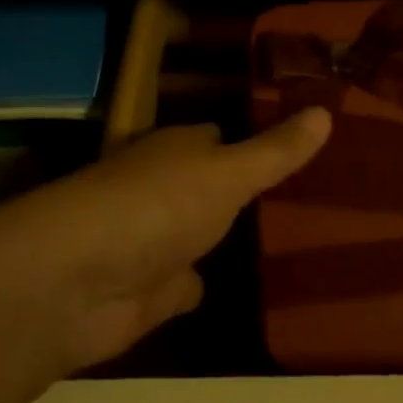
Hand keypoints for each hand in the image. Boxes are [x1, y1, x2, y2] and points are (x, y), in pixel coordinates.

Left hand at [0, 109, 331, 377]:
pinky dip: (205, 284)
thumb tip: (327, 110)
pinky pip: (189, 283)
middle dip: (242, 188)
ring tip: (286, 237)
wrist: (76, 283)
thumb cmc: (157, 206)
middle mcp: (163, 188)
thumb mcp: (228, 172)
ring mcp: (154, 241)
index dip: (254, 139)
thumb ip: (276, 151)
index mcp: (176, 149)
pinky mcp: (149, 292)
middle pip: (210, 184)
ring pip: (200, 233)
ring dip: (223, 236)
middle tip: (304, 194)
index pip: (218, 136)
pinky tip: (242, 289)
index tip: (295, 146)